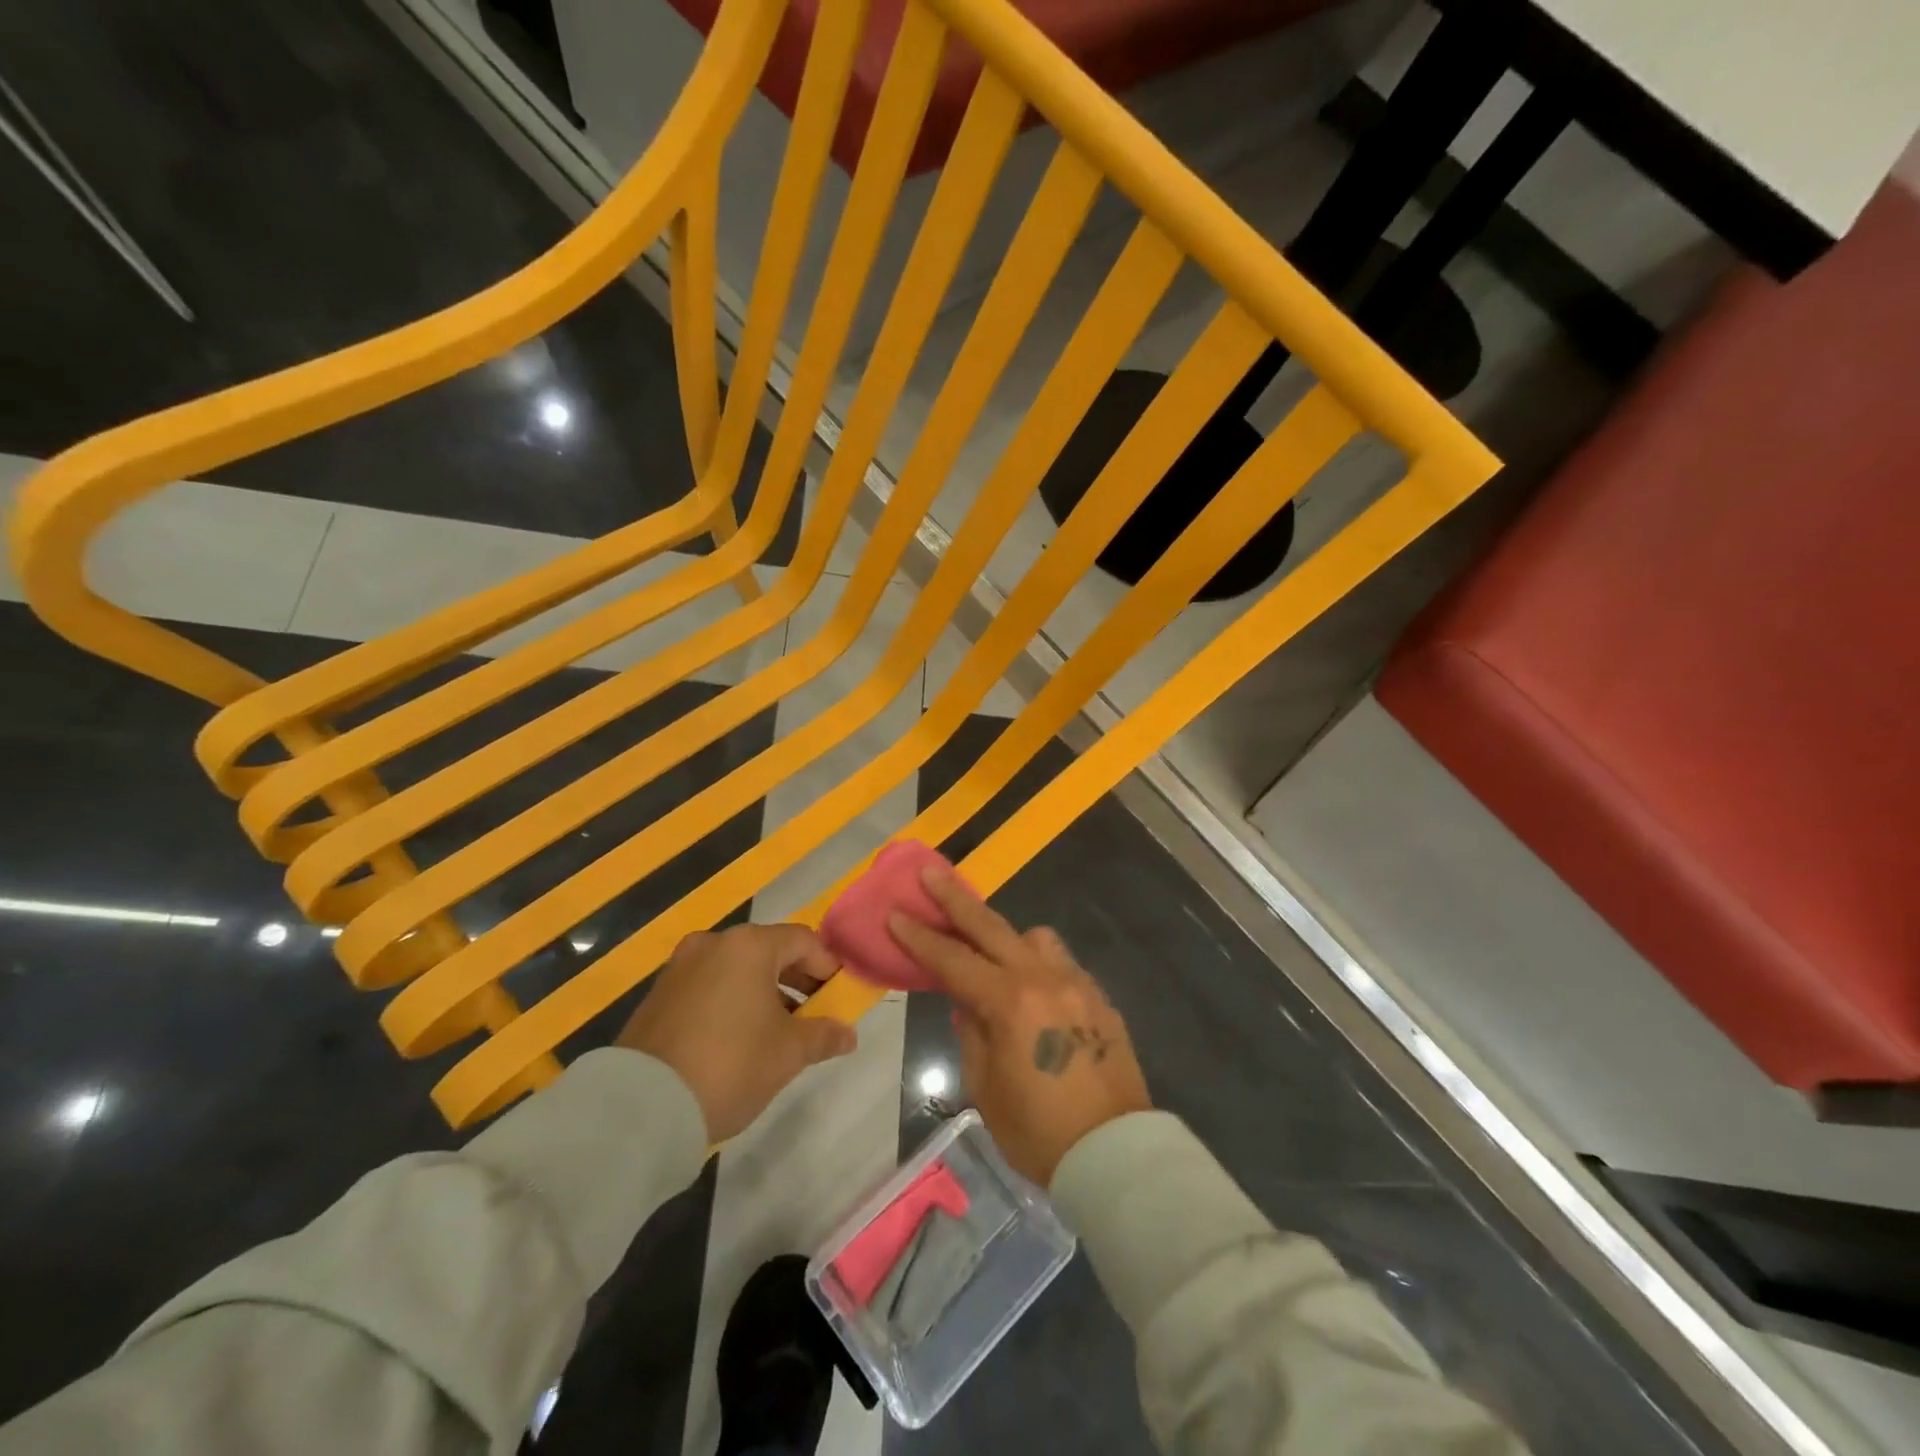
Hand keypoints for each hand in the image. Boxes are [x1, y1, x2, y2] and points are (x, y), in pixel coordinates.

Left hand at [618, 923, 857, 1142]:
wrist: (641, 1107)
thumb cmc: (730, 1065)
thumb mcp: (788, 1053)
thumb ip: (823, 1035)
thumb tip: (848, 1034)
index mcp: (749, 945)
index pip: (803, 940)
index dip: (828, 966)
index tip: (840, 997)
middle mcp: (713, 943)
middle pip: (769, 951)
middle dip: (797, 980)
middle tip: (814, 1014)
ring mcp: (680, 967)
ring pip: (737, 969)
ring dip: (764, 992)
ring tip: (778, 1031)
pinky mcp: (658, 994)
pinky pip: (709, 986)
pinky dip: (732, 1001)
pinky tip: (739, 1038)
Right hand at [888, 866, 1150, 1186]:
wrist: (1115, 1153)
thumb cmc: (1039, 1132)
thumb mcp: (986, 1088)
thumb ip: (972, 1033)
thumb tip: (969, 1005)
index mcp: (1009, 1003)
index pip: (953, 960)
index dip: (919, 937)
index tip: (895, 912)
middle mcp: (1044, 978)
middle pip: (991, 926)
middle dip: (955, 898)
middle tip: (930, 872)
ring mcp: (1077, 982)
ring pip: (1035, 936)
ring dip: (1007, 936)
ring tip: (992, 956)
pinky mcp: (1099, 996)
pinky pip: (1061, 963)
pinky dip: (1037, 964)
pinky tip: (1031, 990)